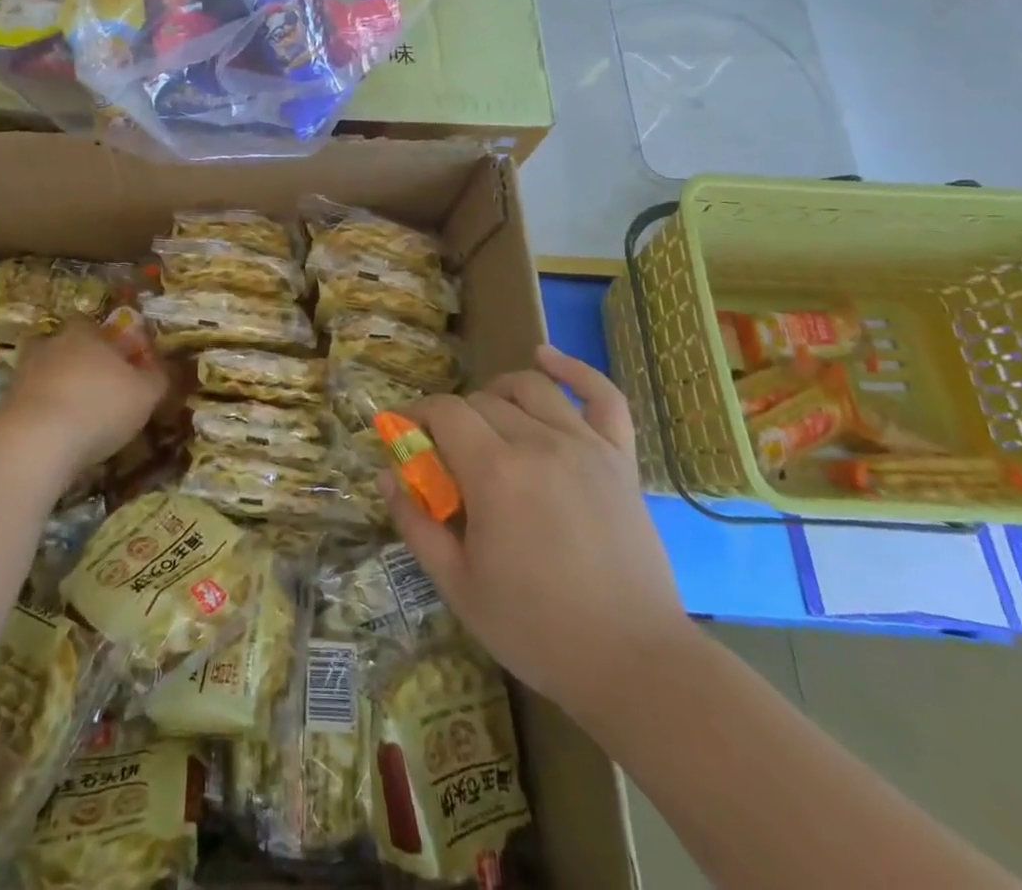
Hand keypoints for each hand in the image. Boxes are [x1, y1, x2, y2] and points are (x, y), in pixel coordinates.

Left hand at [0, 320, 168, 480]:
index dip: (101, 338)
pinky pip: (28, 402)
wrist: (36, 441)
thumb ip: (157, 377)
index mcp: (84, 335)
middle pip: (60, 344)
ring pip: (41, 372)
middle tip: (92, 384)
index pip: (88, 323)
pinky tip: (56, 434)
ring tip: (73, 412)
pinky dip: (41, 413)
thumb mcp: (146, 394)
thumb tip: (163, 367)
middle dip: (73, 360)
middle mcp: (51, 346)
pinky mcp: (5, 406)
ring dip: (54, 386)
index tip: (114, 357)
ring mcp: (23, 375)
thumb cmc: (100, 406)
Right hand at [385, 345, 691, 725]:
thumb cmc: (536, 629)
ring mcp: (585, 446)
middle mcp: (538, 443)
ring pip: (530, 388)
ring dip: (498, 393)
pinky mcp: (619, 458)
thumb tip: (386, 474)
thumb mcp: (457, 585)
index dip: (417, 416)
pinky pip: (602, 396)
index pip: (444, 412)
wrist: (635, 664)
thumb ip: (415, 523)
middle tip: (447, 456)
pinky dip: (573, 369)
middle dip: (453, 419)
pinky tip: (546, 357)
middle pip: (481, 402)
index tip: (406, 436)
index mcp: (494, 472)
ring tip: (487, 418)